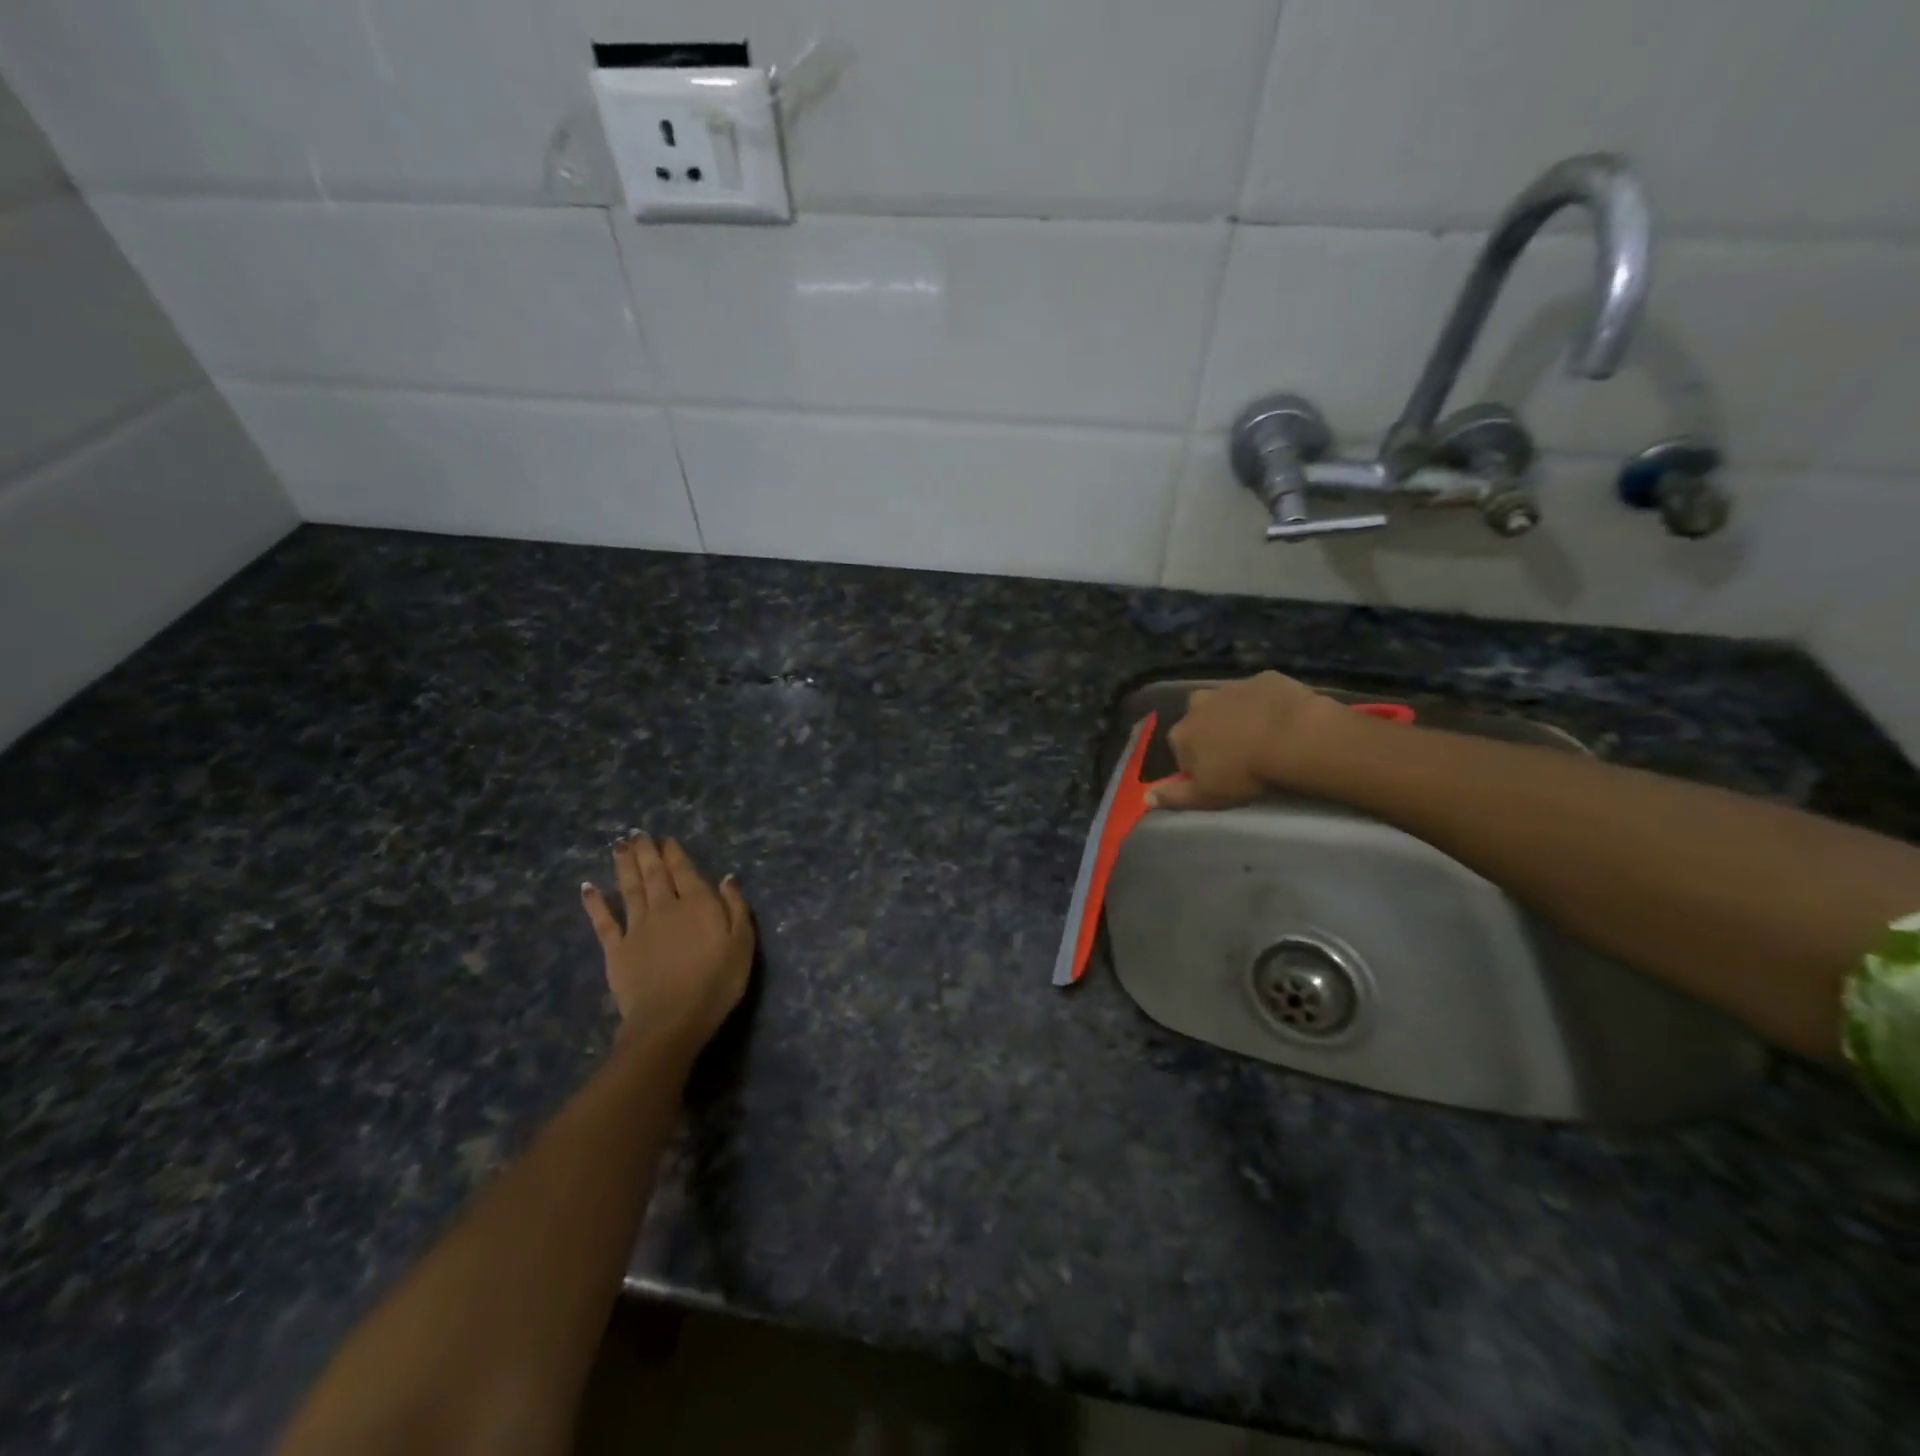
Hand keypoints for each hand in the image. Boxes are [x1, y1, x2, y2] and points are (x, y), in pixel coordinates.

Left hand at [581, 836, 754, 1054]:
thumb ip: (736, 907)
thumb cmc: (716, 982)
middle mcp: (664, 907)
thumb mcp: (742, 943)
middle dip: (646, 852)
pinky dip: (594, 903)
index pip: (684, 871)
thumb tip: (727, 878)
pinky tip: (587, 888)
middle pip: (654, 874)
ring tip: (618, 846)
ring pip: (629, 889)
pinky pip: (603, 921)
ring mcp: (637, 927)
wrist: (671, 1019)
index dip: (674, 853)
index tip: (666, 839)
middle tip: (636, 833)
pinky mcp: (616, 949)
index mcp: (697, 904)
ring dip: (624, 866)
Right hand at [1147, 672, 1343, 809]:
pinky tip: (1282, 719)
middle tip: (1239, 755)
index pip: (1180, 750)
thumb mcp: (1206, 795)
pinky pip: (1260, 692)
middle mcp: (1198, 704)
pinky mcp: (1263, 678)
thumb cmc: (1244, 772)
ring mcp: (1230, 687)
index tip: (1217, 776)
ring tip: (1262, 736)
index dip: (1196, 764)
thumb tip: (1146, 798)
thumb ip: (1174, 797)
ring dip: (1237, 715)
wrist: (1293, 737)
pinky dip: (1266, 703)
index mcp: (1181, 733)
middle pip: (1200, 720)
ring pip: (1228, 703)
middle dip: (1212, 733)